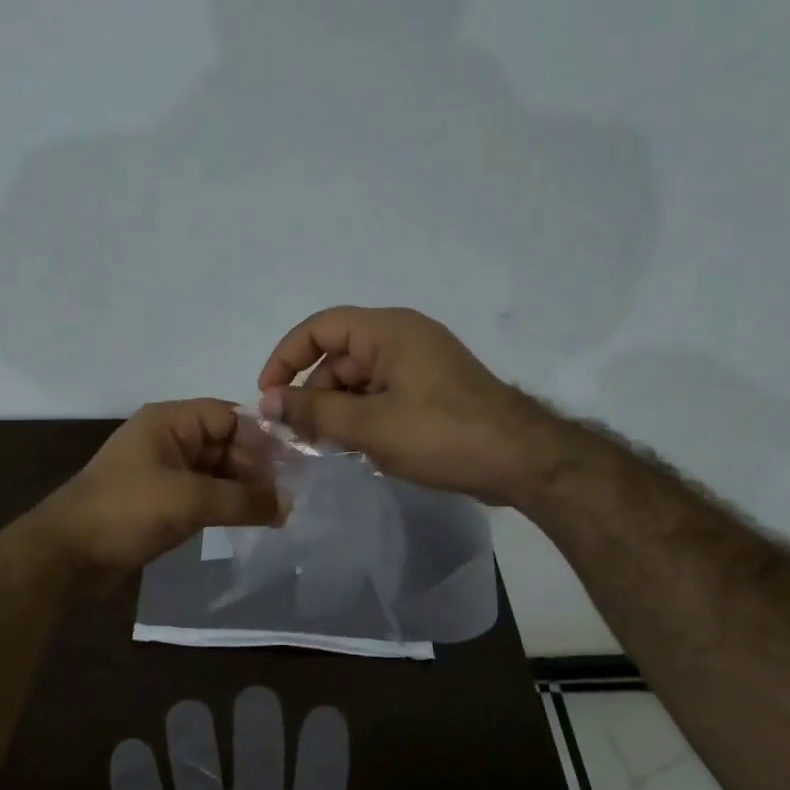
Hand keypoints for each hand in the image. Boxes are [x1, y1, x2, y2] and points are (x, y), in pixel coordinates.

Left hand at [35, 399, 281, 581]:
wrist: (68, 553)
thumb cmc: (127, 511)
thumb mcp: (189, 501)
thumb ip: (242, 500)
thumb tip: (288, 506)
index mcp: (170, 422)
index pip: (229, 417)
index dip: (262, 439)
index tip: (292, 468)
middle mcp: (168, 439)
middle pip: (225, 443)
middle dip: (256, 468)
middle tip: (288, 498)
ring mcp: (164, 471)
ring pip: (216, 471)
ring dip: (243, 489)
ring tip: (276, 514)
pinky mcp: (161, 500)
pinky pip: (203, 494)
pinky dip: (224, 505)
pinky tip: (247, 522)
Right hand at [257, 306, 545, 505]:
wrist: (521, 460)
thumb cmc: (441, 434)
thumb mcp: (369, 425)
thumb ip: (314, 410)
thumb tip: (267, 401)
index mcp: (387, 331)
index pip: (319, 328)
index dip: (286, 358)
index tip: (268, 396)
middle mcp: (402, 338)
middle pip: (337, 357)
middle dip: (313, 394)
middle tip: (298, 436)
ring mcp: (419, 364)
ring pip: (358, 381)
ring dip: (337, 411)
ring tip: (329, 448)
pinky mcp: (430, 390)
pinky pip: (381, 395)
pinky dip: (363, 417)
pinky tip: (358, 449)